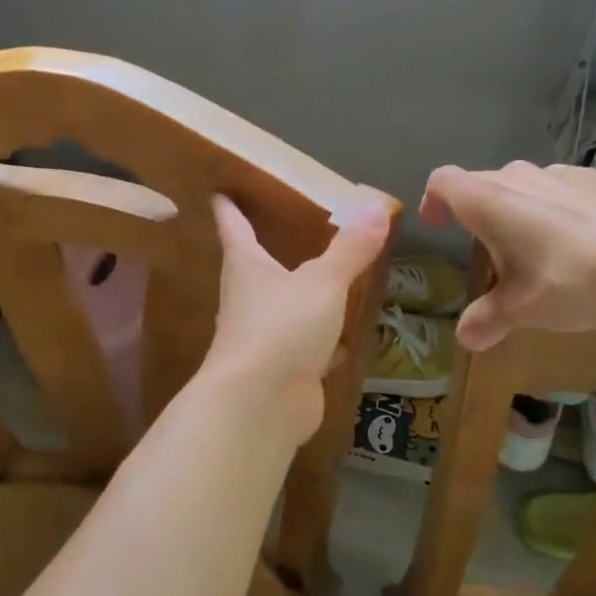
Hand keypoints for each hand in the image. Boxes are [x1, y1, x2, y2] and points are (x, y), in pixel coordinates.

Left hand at [206, 187, 391, 443]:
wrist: (261, 404)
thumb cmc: (281, 327)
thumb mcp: (323, 282)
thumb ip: (350, 248)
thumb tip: (376, 205)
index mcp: (246, 266)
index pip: (233, 226)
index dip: (228, 207)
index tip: (219, 191)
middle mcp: (247, 298)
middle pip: (253, 266)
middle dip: (265, 249)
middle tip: (284, 228)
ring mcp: (262, 336)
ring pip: (280, 306)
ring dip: (297, 294)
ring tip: (320, 277)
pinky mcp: (282, 369)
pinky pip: (303, 344)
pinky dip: (320, 338)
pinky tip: (341, 337)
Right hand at [420, 162, 595, 349]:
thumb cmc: (574, 281)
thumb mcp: (523, 309)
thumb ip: (487, 319)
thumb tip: (464, 339)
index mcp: (488, 200)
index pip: (442, 181)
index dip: (433, 201)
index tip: (437, 226)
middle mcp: (517, 176)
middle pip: (482, 185)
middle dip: (478, 215)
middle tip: (490, 255)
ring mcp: (560, 173)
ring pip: (523, 186)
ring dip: (517, 210)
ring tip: (537, 250)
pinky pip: (561, 189)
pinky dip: (556, 209)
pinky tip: (581, 242)